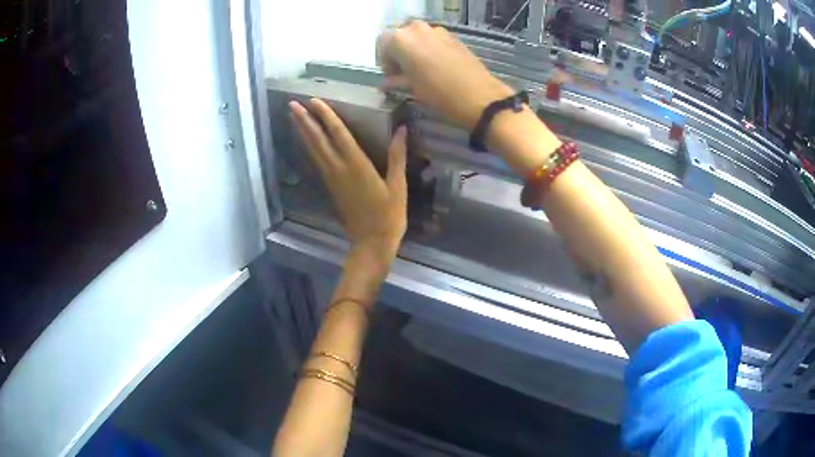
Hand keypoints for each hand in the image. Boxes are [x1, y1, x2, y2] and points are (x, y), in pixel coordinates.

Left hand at [289, 99, 407, 259]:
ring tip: (294, 117)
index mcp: (356, 166)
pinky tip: (306, 141)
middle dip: (305, 121)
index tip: (314, 101)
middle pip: (318, 140)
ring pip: (313, 150)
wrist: (371, 244)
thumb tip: (402, 130)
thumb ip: (397, 156)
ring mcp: (331, 179)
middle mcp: (338, 169)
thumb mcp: (398, 186)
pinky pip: (316, 161)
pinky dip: (309, 147)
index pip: (338, 134)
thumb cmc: (388, 216)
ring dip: (303, 132)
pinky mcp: (330, 187)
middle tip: (292, 104)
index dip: (326, 115)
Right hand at [378, 20, 561, 176]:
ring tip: (419, 70)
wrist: (479, 96)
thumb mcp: (412, 87)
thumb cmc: (439, 93)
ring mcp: (437, 31)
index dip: (384, 59)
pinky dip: (429, 48)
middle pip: (400, 36)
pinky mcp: (453, 36)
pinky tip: (435, 66)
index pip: (382, 43)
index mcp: (401, 39)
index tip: (390, 75)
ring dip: (414, 50)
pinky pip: (433, 39)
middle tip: (402, 72)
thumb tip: (386, 82)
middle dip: (398, 52)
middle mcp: (417, 29)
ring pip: (417, 36)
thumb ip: (396, 80)